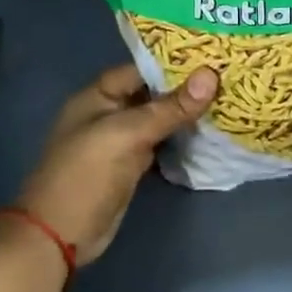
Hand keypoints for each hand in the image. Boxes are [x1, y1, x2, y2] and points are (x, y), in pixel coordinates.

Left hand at [16, 63, 217, 262]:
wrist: (62, 235)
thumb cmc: (87, 175)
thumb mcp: (128, 134)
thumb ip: (170, 107)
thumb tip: (211, 74)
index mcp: (99, 96)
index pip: (142, 69)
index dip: (175, 62)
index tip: (214, 57)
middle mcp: (110, 113)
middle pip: (153, 93)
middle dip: (187, 87)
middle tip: (229, 77)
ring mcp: (122, 141)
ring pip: (160, 119)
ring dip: (188, 113)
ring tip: (228, 98)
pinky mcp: (133, 164)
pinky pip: (162, 142)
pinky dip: (182, 137)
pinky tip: (210, 131)